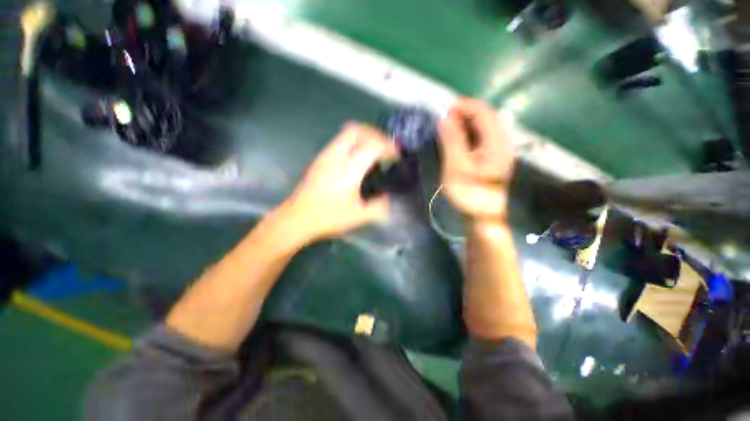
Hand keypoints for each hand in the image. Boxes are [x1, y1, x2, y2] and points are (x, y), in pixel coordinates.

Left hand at [278, 123, 397, 244]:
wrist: (297, 218)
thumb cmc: (328, 217)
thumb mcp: (359, 216)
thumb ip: (378, 206)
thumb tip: (388, 197)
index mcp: (348, 170)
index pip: (373, 146)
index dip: (389, 147)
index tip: (397, 155)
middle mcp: (336, 156)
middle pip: (357, 130)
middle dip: (375, 134)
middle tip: (385, 147)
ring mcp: (325, 155)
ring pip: (347, 132)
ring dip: (364, 136)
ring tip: (374, 150)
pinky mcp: (319, 158)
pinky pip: (339, 140)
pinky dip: (353, 142)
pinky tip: (357, 157)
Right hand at [437, 98, 514, 220]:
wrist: (482, 217)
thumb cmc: (469, 195)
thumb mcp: (456, 167)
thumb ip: (451, 141)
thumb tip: (444, 118)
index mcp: (497, 142)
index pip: (482, 111)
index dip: (462, 106)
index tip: (442, 111)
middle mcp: (501, 141)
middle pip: (484, 116)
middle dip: (462, 114)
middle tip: (441, 121)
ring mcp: (497, 150)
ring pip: (481, 127)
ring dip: (463, 124)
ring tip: (445, 130)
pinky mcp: (491, 157)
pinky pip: (479, 138)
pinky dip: (466, 135)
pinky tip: (454, 141)